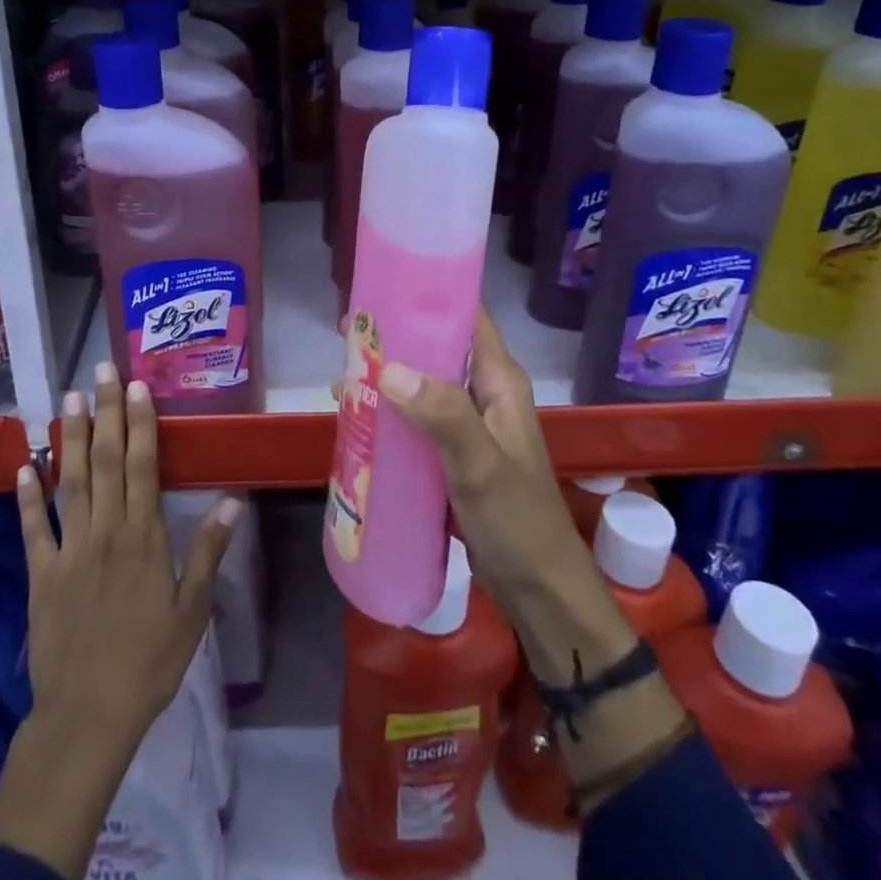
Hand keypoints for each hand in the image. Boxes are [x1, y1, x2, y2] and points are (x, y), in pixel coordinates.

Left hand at [18, 362, 238, 751]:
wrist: (89, 715)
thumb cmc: (150, 661)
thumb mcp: (193, 610)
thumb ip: (208, 550)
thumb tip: (235, 500)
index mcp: (144, 537)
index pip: (143, 466)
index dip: (140, 422)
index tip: (136, 386)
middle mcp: (105, 531)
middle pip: (106, 461)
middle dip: (105, 412)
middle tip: (101, 371)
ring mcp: (69, 550)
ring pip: (70, 482)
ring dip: (70, 438)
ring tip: (68, 398)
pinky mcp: (40, 573)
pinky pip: (33, 528)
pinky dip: (28, 496)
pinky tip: (25, 465)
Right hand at [374, 311, 689, 816]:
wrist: (540, 592)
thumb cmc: (518, 523)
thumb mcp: (480, 467)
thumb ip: (443, 416)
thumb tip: (389, 369)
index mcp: (500, 381)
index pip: (466, 317)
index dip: (427, 296)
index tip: (381, 287)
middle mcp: (485, 394)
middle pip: (436, 348)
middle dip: (394, 339)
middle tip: (346, 337)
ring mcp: (468, 425)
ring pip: (422, 385)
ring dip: (386, 379)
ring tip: (340, 380)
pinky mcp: (453, 454)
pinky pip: (416, 420)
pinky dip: (389, 414)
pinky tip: (358, 421)